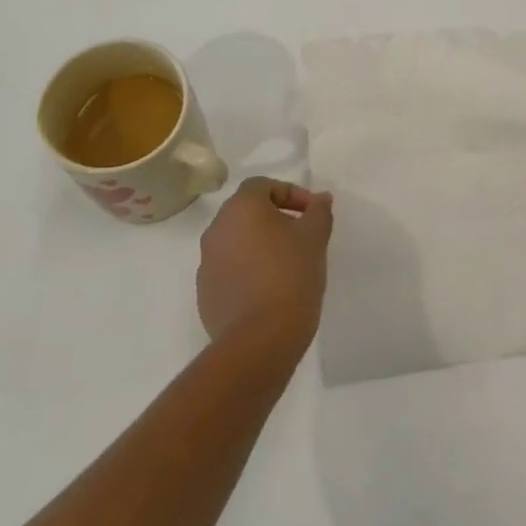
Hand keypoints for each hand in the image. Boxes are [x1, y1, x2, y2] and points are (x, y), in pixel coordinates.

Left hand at [197, 177, 333, 359]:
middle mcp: (216, 229)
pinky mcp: (205, 293)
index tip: (312, 214)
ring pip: (237, 242)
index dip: (291, 193)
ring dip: (260, 245)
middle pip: (247, 212)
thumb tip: (320, 199)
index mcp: (240, 208)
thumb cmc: (290, 275)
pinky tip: (270, 290)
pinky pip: (230, 270)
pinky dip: (248, 270)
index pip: (263, 185)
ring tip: (288, 265)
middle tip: (302, 237)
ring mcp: (206, 263)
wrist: (259, 339)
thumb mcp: (315, 237)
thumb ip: (318, 211)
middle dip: (276, 219)